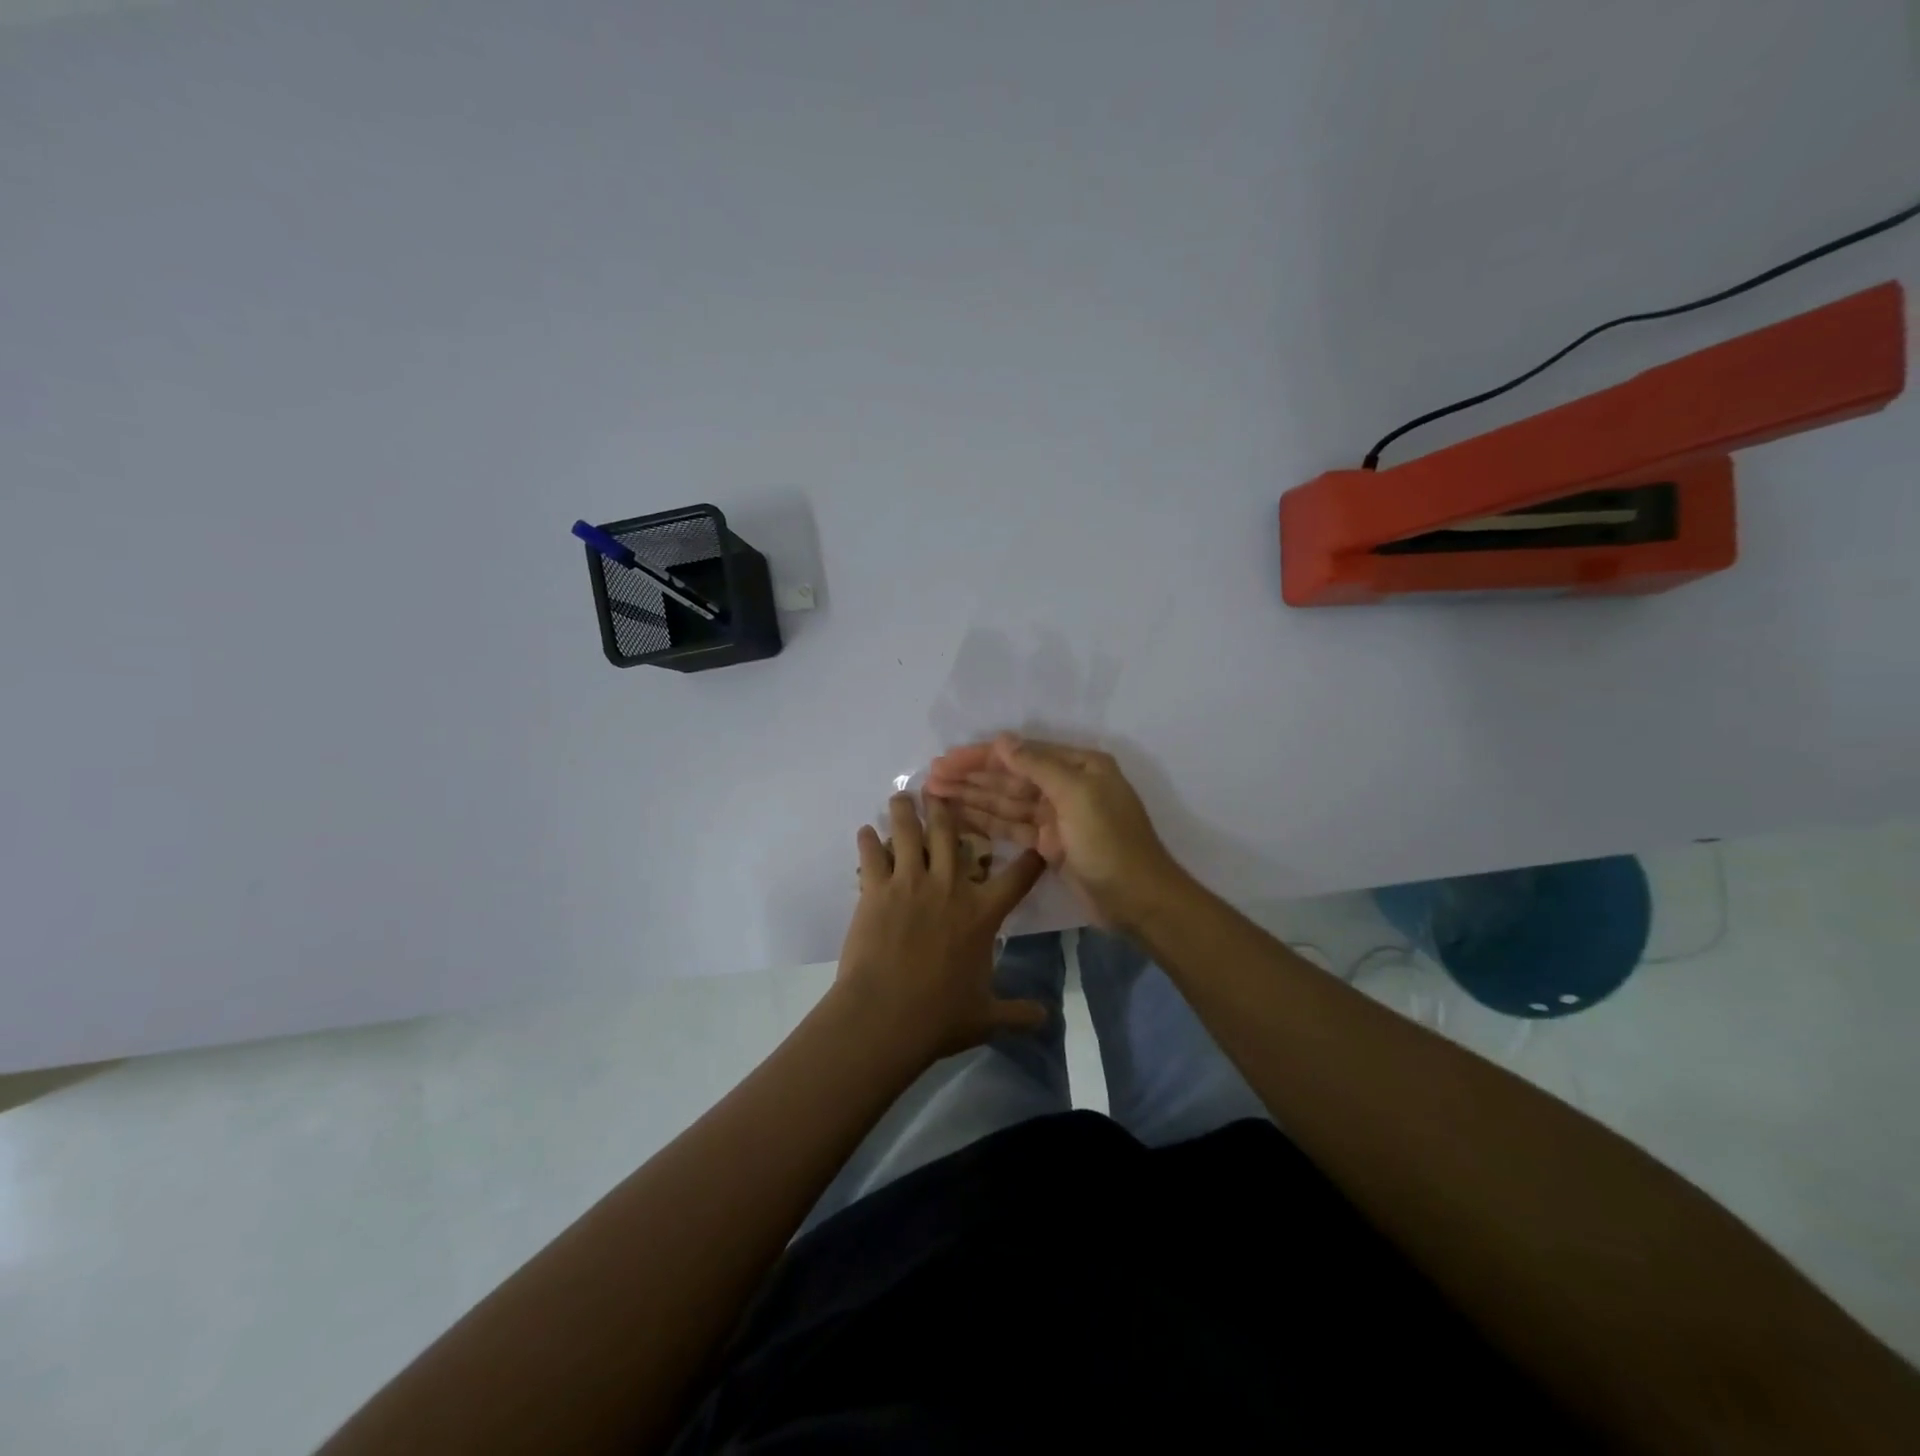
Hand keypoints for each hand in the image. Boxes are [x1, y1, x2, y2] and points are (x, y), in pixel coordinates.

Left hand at [833, 792, 1048, 1062]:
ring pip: (908, 833)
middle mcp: (949, 887)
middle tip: (942, 790)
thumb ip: (1018, 1013)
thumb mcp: (987, 1017)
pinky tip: (865, 831)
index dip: (1031, 858)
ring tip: (902, 796)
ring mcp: (910, 884)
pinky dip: (868, 841)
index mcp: (982, 913)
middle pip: (950, 834)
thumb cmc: (939, 1016)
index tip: (1037, 842)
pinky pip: (872, 856)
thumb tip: (1047, 1019)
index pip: (1018, 877)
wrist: (885, 1016)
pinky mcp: (876, 890)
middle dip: (948, 809)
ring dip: (905, 811)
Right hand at [925, 734, 1182, 927]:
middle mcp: (1066, 785)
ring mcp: (1056, 817)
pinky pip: (1012, 827)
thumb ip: (1037, 766)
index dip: (980, 757)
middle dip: (971, 777)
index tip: (945, 761)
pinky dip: (987, 823)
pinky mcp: (1049, 845)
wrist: (1138, 900)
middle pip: (1010, 778)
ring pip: (1006, 803)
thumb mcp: (1077, 795)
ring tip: (935, 795)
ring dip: (973, 798)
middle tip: (930, 778)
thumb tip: (1002, 741)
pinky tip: (959, 818)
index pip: (1020, 754)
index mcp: (1078, 766)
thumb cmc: (1110, 842)